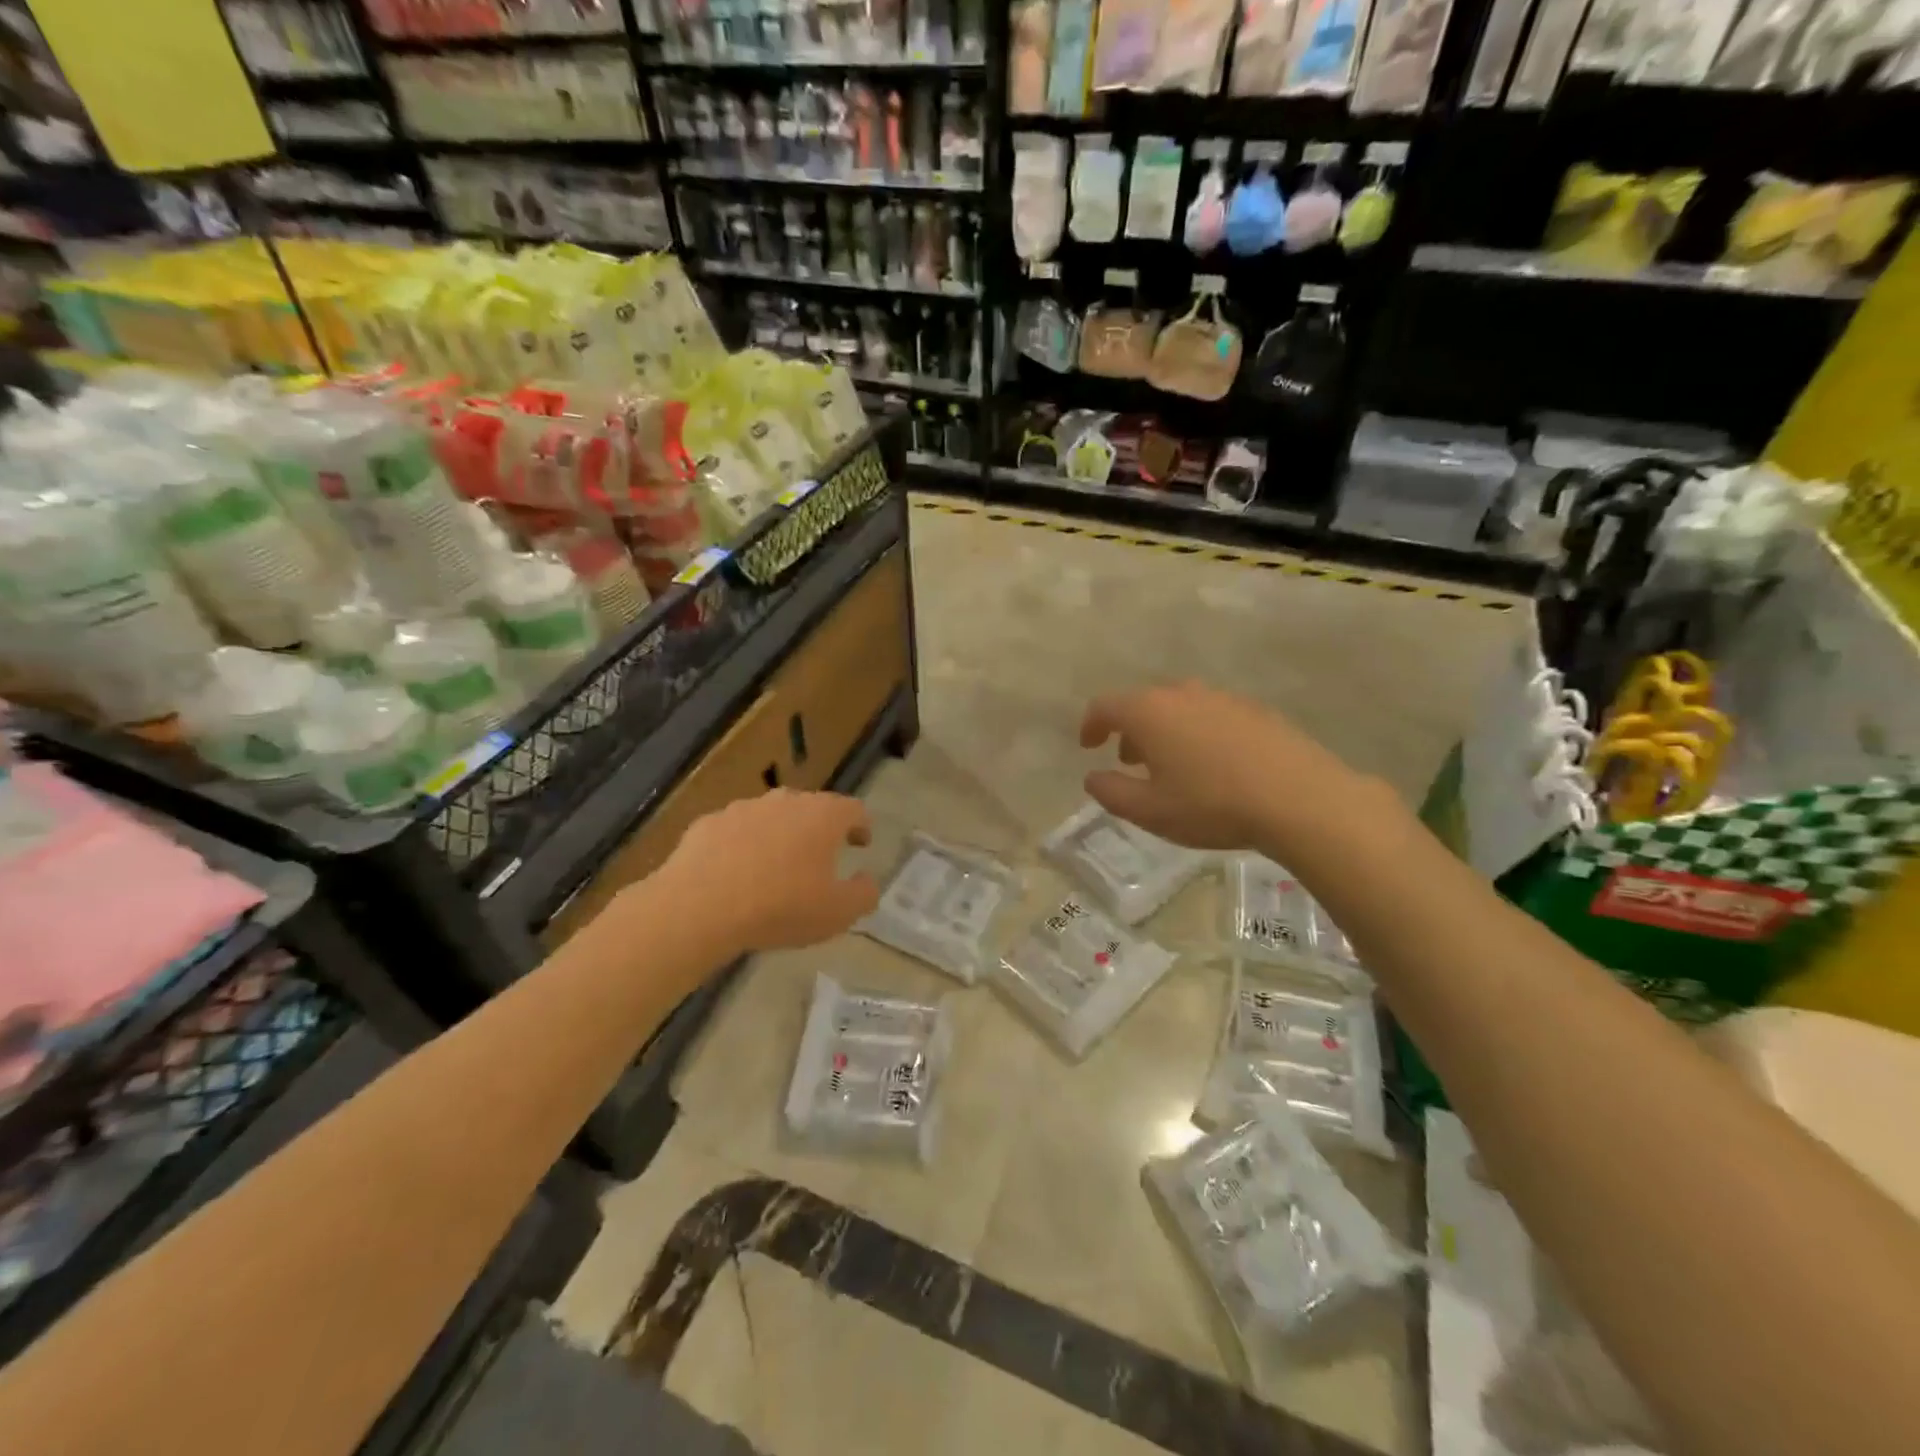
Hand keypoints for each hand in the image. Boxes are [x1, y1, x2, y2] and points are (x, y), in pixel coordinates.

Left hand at [662, 790, 879, 953]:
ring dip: (778, 836)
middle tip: (820, 857)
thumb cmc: (781, 907)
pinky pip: (734, 832)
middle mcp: (786, 802)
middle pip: (811, 808)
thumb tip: (867, 881)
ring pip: (770, 817)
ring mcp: (743, 809)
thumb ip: (863, 895)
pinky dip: (741, 847)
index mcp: (823, 816)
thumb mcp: (838, 913)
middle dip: (818, 829)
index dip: (861, 826)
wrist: (699, 907)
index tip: (861, 843)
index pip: (853, 809)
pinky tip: (735, 875)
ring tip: (775, 868)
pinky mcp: (708, 823)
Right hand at [1079, 682, 1371, 853]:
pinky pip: (1212, 714)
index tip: (1088, 746)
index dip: (1091, 725)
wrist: (1299, 798)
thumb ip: (1111, 792)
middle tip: (1129, 761)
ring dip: (1165, 731)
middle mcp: (1183, 694)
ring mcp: (1223, 698)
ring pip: (1179, 707)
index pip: (1105, 706)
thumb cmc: (1212, 805)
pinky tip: (1214, 765)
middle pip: (1144, 703)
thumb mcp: (1149, 811)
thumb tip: (1093, 777)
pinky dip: (1198, 732)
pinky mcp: (1256, 710)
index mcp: (1149, 712)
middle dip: (1130, 730)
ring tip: (1171, 765)